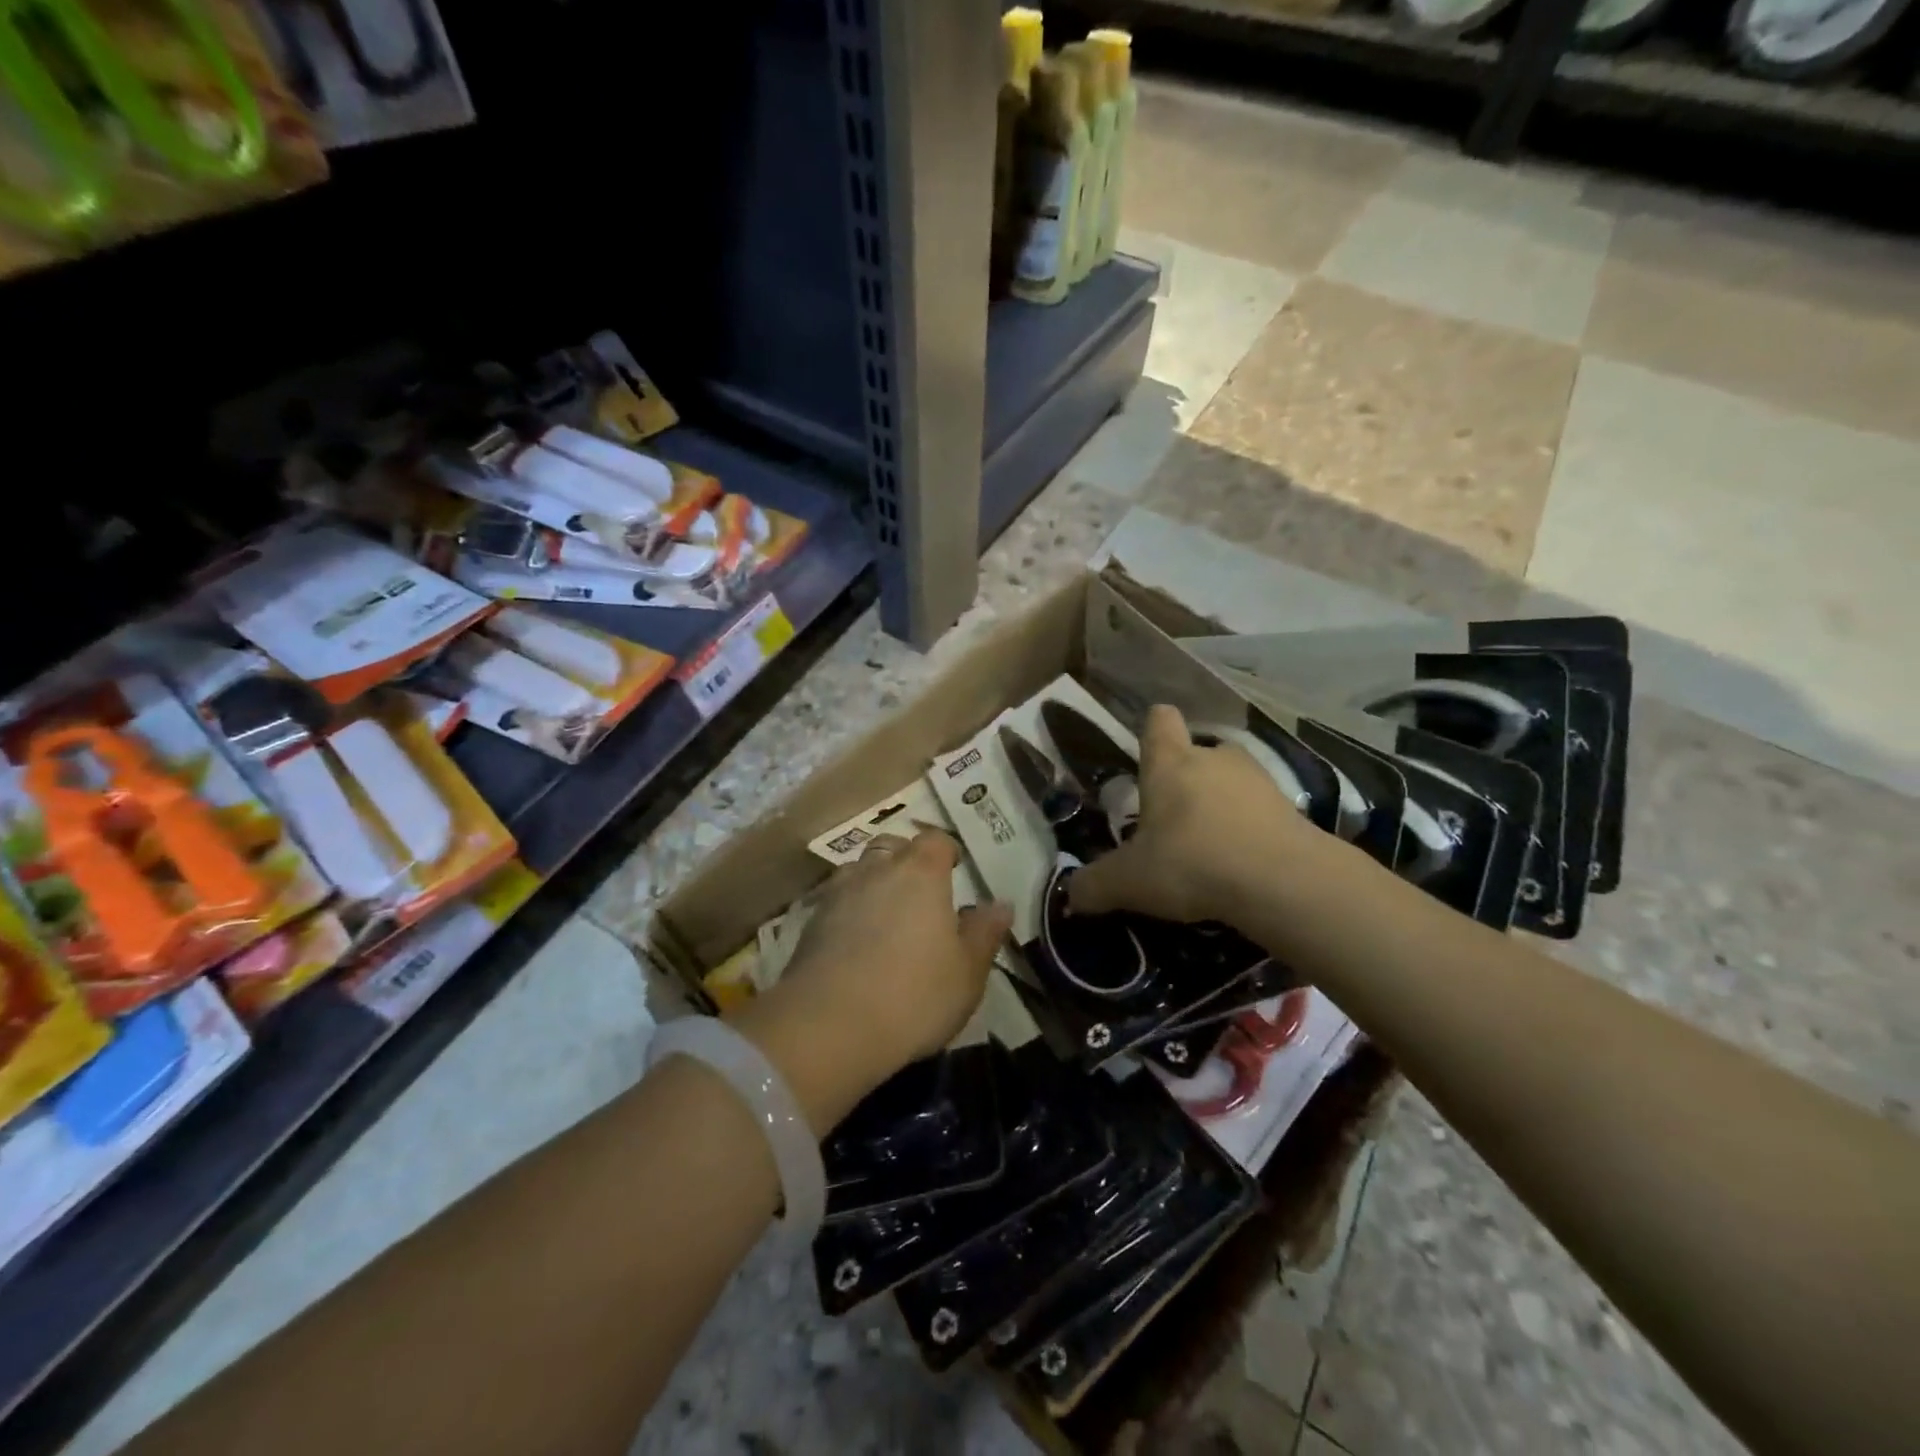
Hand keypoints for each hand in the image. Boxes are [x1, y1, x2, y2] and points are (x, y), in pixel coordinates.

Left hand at [730, 831, 1008, 1133]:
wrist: (829, 1026)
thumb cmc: (915, 994)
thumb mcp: (968, 972)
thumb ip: (984, 933)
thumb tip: (1000, 904)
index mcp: (921, 872)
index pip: (936, 840)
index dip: (947, 851)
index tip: (956, 869)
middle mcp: (876, 870)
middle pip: (892, 846)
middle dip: (906, 859)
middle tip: (921, 891)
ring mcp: (838, 893)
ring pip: (859, 870)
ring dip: (874, 882)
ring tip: (886, 914)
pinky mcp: (810, 923)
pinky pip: (836, 902)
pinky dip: (849, 911)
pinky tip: (856, 943)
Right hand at [1069, 704, 1316, 925]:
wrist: (1283, 881)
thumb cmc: (1191, 862)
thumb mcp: (1129, 882)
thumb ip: (1095, 886)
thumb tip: (1071, 896)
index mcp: (1170, 762)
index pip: (1159, 720)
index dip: (1151, 731)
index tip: (1145, 758)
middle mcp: (1214, 758)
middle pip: (1197, 752)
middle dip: (1185, 780)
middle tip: (1172, 823)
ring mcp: (1258, 780)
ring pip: (1231, 781)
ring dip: (1220, 804)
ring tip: (1210, 847)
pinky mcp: (1291, 808)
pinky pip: (1261, 811)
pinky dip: (1250, 829)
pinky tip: (1243, 864)